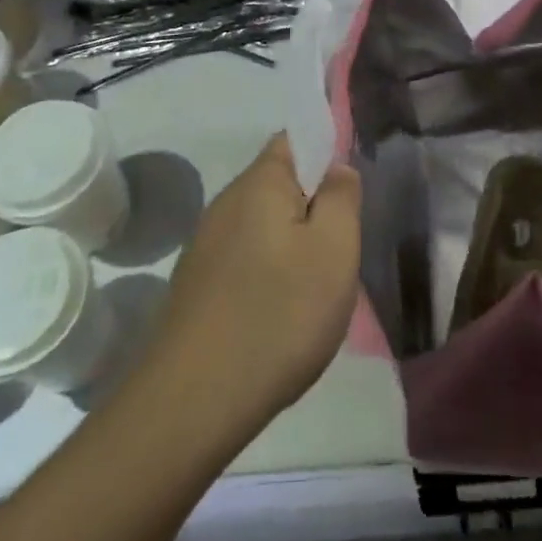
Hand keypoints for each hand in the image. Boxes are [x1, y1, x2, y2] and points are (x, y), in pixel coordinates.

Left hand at [144, 134, 360, 444]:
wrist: (194, 400)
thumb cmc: (279, 314)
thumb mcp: (334, 250)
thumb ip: (342, 198)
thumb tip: (336, 167)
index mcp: (259, 183)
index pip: (294, 140)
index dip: (325, 152)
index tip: (348, 192)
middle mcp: (225, 204)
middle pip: (279, 186)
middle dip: (312, 208)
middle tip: (340, 251)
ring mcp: (205, 246)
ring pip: (263, 228)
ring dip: (292, 247)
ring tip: (314, 291)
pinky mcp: (196, 286)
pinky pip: (244, 261)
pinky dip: (268, 276)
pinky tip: (279, 316)